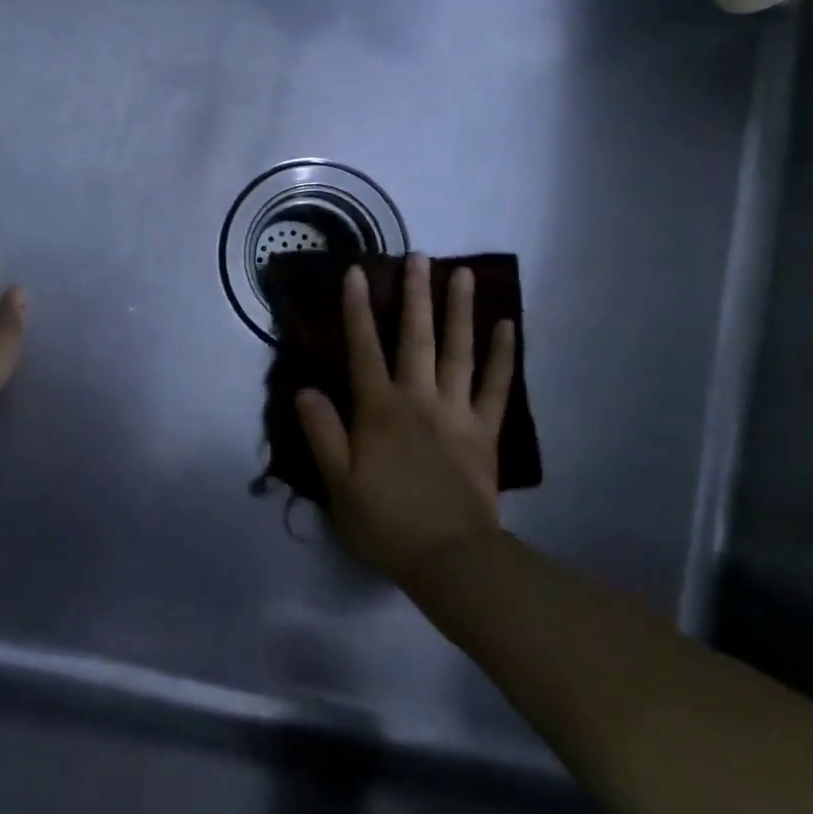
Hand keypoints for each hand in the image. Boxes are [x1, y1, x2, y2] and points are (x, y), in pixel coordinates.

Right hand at [294, 254, 516, 584]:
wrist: (449, 558)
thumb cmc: (385, 521)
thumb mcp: (338, 482)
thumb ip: (322, 432)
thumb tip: (305, 388)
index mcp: (379, 409)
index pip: (364, 349)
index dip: (357, 310)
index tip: (357, 273)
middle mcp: (418, 398)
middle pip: (416, 338)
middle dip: (415, 295)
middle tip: (418, 256)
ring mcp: (456, 411)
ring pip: (458, 351)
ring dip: (460, 310)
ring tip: (464, 274)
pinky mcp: (485, 430)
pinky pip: (496, 386)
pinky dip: (503, 355)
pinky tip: (508, 326)